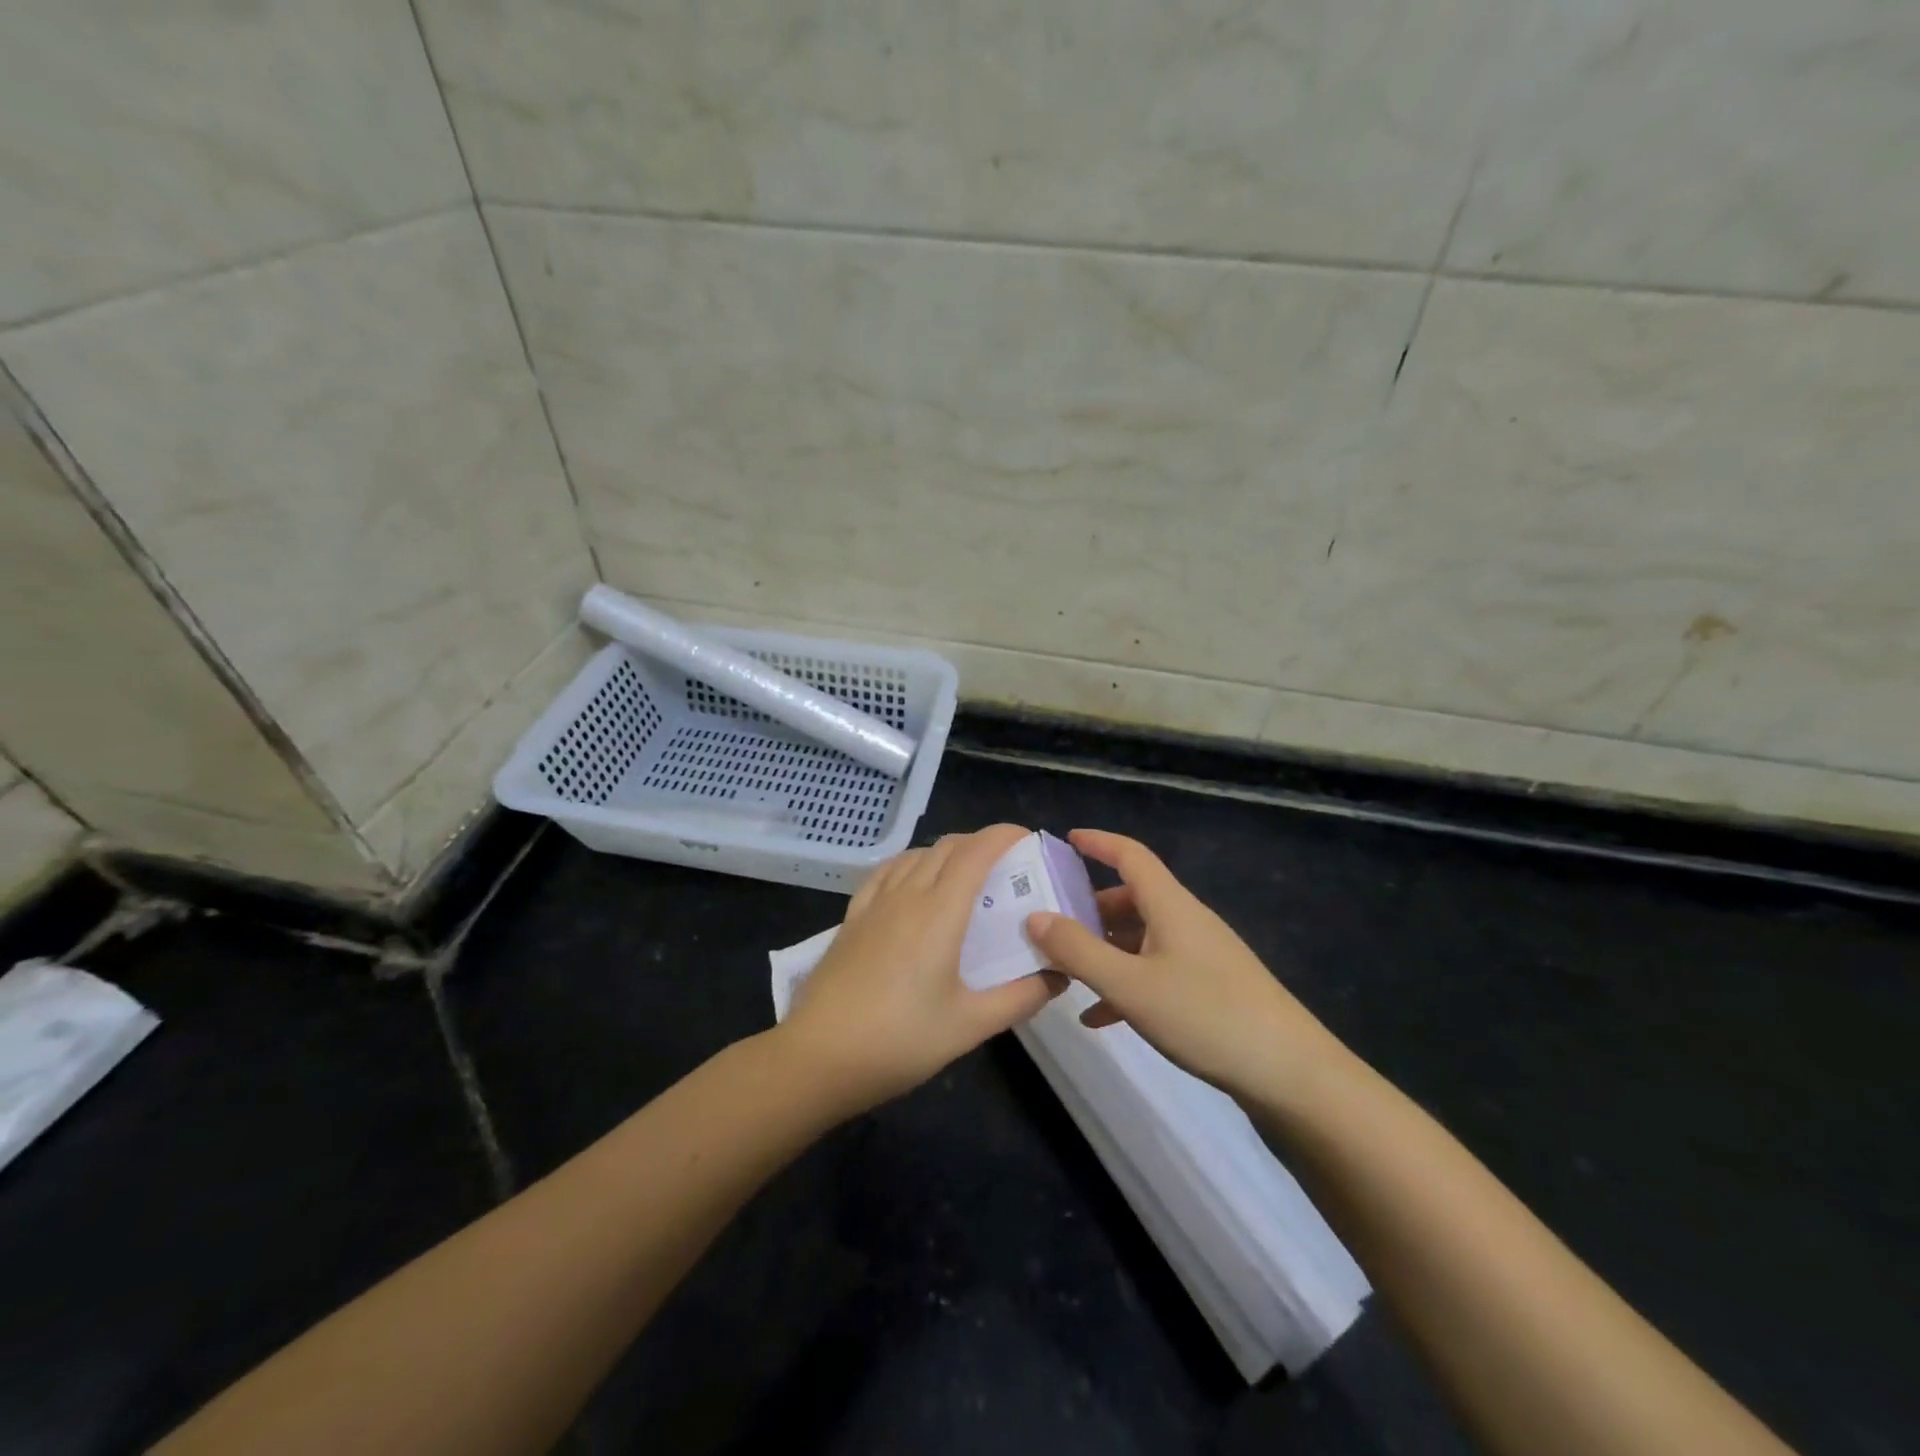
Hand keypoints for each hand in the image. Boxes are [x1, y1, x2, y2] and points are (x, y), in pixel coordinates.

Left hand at [777, 823, 1064, 1114]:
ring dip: (946, 853)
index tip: (1028, 839)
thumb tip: (1058, 976)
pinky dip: (910, 864)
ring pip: (916, 855)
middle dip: (980, 844)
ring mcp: (874, 904)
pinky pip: (885, 872)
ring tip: (966, 876)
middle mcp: (907, 895)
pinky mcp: (852, 918)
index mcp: (939, 913)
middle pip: (947, 847)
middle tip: (1007, 867)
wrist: (819, 1057)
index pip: (976, 852)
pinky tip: (913, 882)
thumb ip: (1019, 998)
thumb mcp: (969, 1026)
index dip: (1003, 835)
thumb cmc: (899, 1040)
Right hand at [1026, 829, 1342, 1103]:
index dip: (1098, 842)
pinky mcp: (1210, 990)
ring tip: (1065, 972)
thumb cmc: (1206, 1016)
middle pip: (1131, 899)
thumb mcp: (1130, 985)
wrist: (1291, 1074)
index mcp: (1170, 906)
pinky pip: (1156, 973)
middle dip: (1089, 908)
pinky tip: (1099, 1017)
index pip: (1131, 855)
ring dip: (1103, 950)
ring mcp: (1201, 956)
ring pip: (1141, 939)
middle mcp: (1186, 921)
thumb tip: (1035, 916)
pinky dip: (1125, 985)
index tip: (1065, 840)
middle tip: (1048, 924)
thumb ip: (1078, 951)